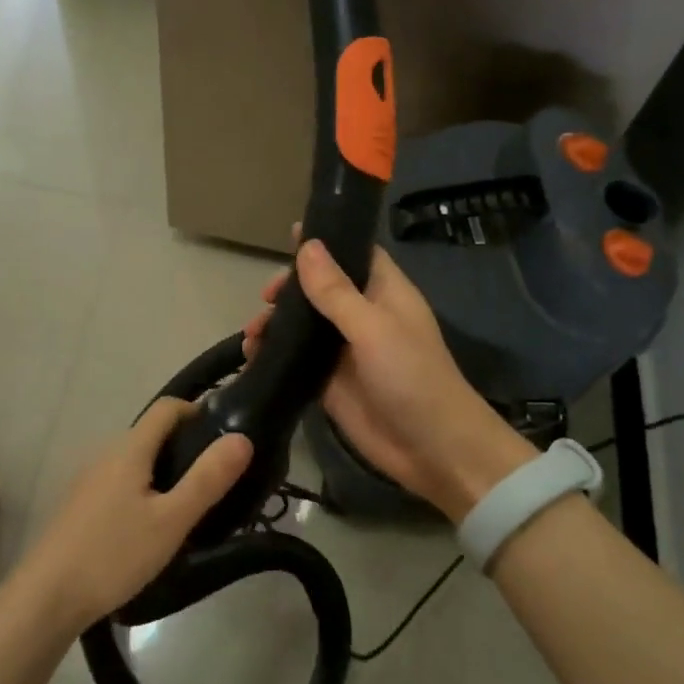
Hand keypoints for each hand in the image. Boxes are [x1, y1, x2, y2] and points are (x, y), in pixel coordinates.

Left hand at [10, 399, 252, 633]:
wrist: (45, 598)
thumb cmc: (113, 554)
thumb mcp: (171, 520)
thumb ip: (207, 479)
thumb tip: (242, 438)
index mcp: (130, 448)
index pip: (168, 407)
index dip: (198, 411)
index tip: (224, 436)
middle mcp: (106, 454)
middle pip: (152, 434)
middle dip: (185, 446)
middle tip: (214, 479)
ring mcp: (88, 480)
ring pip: (135, 461)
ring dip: (164, 471)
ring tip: (188, 507)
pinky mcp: (79, 506)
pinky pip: (120, 483)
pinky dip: (143, 490)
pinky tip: (150, 528)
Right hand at [243, 236, 534, 521]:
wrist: (432, 449)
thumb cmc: (412, 377)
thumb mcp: (374, 327)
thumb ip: (336, 291)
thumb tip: (307, 245)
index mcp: (384, 293)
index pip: (354, 254)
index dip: (326, 243)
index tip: (289, 234)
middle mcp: (363, 316)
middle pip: (321, 289)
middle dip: (291, 289)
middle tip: (266, 298)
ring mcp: (345, 351)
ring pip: (304, 325)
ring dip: (276, 323)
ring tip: (252, 333)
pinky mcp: (330, 382)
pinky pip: (297, 360)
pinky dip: (274, 355)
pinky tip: (252, 356)